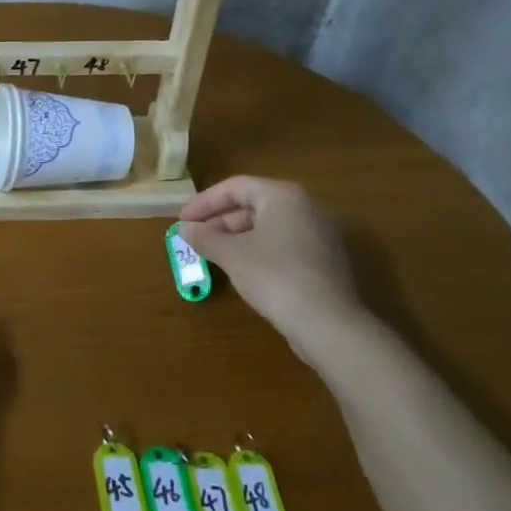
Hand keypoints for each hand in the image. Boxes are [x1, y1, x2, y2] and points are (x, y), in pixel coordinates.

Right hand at [178, 176, 368, 366]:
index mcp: (283, 196)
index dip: (204, 202)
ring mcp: (318, 235)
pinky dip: (257, 250)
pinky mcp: (323, 261)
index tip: (182, 220)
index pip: (236, 187)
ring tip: (212, 254)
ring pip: (268, 226)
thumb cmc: (274, 276)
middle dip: (220, 221)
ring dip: (236, 237)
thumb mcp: (232, 255)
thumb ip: (205, 237)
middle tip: (195, 238)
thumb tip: (185, 229)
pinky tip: (241, 270)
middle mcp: (305, 207)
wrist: (328, 323)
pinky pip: (282, 245)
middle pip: (253, 205)